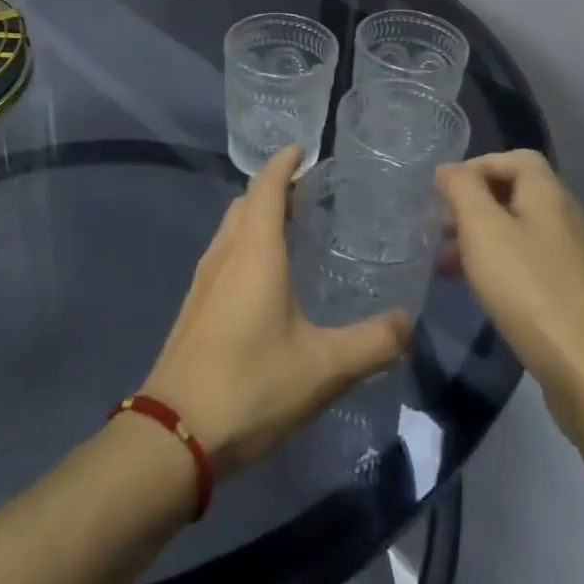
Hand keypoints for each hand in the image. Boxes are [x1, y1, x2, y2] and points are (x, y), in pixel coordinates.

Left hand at [142, 147, 410, 477]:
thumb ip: (372, 343)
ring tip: (293, 227)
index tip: (305, 149)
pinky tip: (266, 277)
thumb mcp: (324, 368)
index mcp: (254, 251)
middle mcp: (226, 253)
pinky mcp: (195, 305)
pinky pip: (224, 254)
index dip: (284, 163)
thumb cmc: (252, 385)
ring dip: (258, 216)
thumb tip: (408, 322)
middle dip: (275, 188)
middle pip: (247, 202)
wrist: (176, 434)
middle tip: (311, 191)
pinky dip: (246, 244)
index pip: (267, 187)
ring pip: (231, 228)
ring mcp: (204, 279)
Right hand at [435, 150, 583, 428]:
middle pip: (515, 194)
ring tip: (448, 265)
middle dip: (473, 205)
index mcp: (548, 195)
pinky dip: (499, 268)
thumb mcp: (482, 229)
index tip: (445, 192)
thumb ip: (462, 190)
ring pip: (518, 232)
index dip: (478, 166)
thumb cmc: (529, 287)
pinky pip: (528, 265)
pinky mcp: (572, 295)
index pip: (515, 158)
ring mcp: (572, 259)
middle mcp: (565, 219)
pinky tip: (480, 292)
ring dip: (481, 240)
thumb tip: (449, 169)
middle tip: (440, 229)